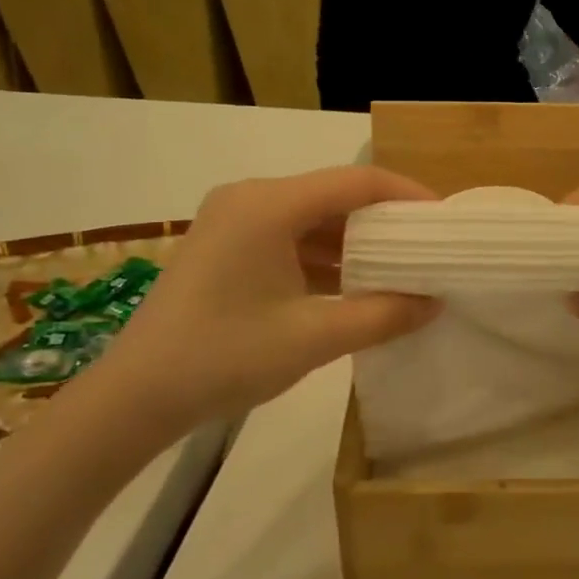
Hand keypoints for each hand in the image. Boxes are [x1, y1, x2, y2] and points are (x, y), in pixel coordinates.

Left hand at [78, 167, 439, 451]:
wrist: (135, 397)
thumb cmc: (225, 356)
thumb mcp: (313, 337)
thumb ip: (382, 315)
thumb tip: (435, 303)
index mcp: (270, 205)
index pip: (357, 182)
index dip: (406, 195)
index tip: (442, 221)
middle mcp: (251, 198)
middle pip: (334, 195)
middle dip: (383, 221)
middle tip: (426, 248)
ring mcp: (234, 221)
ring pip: (311, 218)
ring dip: (354, 242)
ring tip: (399, 268)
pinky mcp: (226, 246)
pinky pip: (288, 237)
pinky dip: (323, 257)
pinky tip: (353, 285)